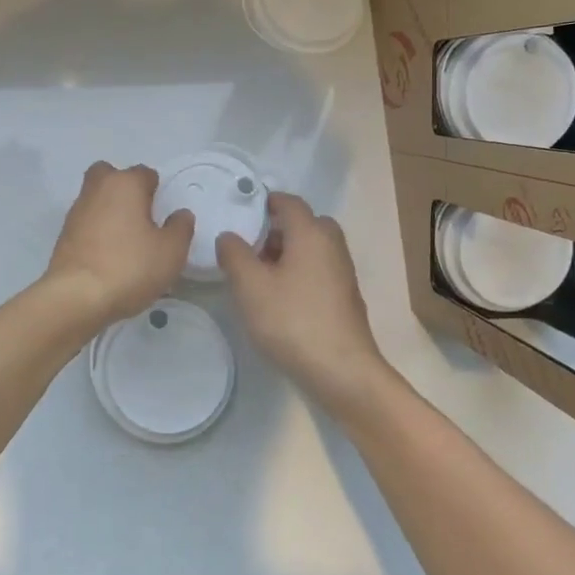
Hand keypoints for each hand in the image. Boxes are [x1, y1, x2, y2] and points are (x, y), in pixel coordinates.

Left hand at [44, 162, 194, 324]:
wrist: (76, 297)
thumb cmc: (130, 266)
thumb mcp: (171, 251)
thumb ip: (180, 228)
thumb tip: (180, 214)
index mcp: (125, 184)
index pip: (144, 173)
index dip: (156, 190)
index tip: (162, 214)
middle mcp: (97, 189)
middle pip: (110, 175)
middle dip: (123, 188)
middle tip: (138, 215)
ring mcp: (76, 212)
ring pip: (95, 198)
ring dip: (108, 210)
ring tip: (125, 241)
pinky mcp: (63, 235)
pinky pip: (85, 223)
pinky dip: (95, 231)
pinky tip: (107, 255)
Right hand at [217, 193, 393, 417]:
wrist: (342, 372)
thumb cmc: (292, 321)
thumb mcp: (250, 286)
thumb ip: (234, 254)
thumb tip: (229, 236)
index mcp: (311, 233)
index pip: (289, 202)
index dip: (265, 202)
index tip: (242, 213)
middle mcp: (332, 245)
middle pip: (303, 224)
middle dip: (276, 231)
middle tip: (249, 249)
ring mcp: (343, 272)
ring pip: (312, 249)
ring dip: (287, 254)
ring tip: (259, 278)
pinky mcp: (345, 297)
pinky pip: (319, 271)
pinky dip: (299, 274)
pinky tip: (281, 300)